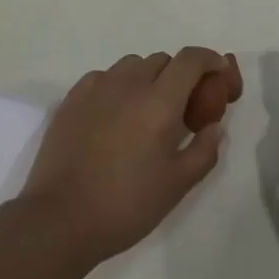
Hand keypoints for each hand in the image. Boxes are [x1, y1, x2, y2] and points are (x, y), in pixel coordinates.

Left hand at [18, 48, 233, 266]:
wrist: (59, 218)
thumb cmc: (125, 204)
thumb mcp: (177, 185)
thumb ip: (204, 150)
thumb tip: (214, 126)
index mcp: (159, 101)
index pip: (191, 60)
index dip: (209, 59)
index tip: (219, 72)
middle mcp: (129, 83)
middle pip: (162, 60)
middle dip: (178, 75)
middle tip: (181, 106)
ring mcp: (97, 87)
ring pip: (132, 65)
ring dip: (147, 78)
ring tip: (145, 111)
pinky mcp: (72, 97)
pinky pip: (104, 77)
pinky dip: (117, 86)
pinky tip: (114, 115)